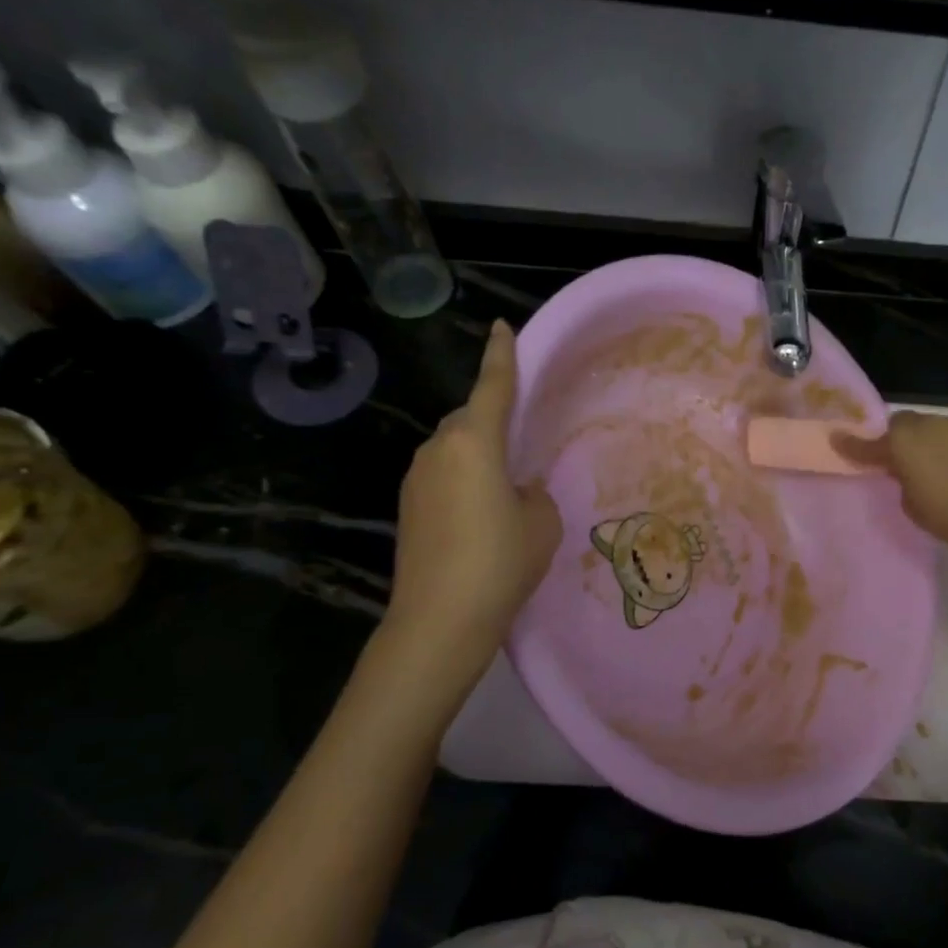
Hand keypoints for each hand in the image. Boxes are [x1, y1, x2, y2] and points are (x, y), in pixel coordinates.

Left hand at [386, 321, 560, 639]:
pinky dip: (463, 481)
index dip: (501, 356)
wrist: (440, 619)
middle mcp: (438, 449)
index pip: (493, 387)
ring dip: (477, 457)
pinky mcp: (407, 507)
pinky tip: (480, 516)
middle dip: (493, 421)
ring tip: (504, 491)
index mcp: (474, 442)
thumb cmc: (501, 562)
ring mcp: (415, 478)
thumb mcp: (541, 523)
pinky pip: (442, 476)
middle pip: (470, 419)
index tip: (501, 328)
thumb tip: (518, 488)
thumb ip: (534, 493)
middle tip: (521, 447)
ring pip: (454, 449)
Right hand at [833, 411, 947, 549]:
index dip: (853, 445)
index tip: (837, 439)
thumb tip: (907, 468)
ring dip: (934, 439)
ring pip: (937, 426)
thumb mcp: (909, 502)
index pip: (868, 444)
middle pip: (905, 424)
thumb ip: (901, 478)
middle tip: (906, 458)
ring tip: (944, 462)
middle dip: (902, 438)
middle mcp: (926, 424)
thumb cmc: (944, 514)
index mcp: (901, 443)